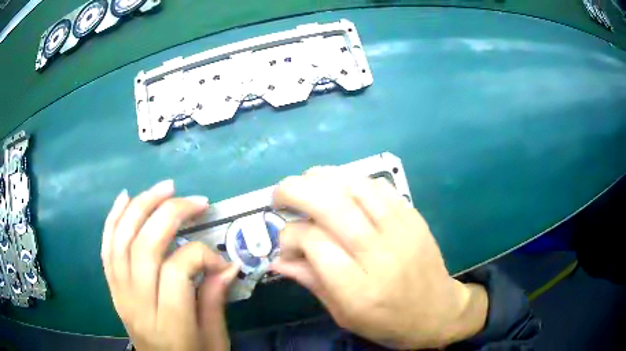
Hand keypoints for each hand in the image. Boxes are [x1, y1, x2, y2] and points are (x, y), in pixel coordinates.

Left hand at [101, 180, 238, 350]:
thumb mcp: (214, 339)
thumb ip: (214, 301)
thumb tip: (227, 264)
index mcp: (169, 325)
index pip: (176, 272)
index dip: (201, 255)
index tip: (221, 260)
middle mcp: (137, 305)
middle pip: (144, 247)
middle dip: (170, 214)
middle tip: (195, 200)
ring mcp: (119, 294)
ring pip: (122, 240)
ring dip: (141, 206)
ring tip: (164, 188)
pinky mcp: (112, 288)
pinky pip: (107, 248)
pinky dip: (113, 219)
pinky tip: (125, 198)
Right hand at [271, 168, 487, 348]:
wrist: (436, 311)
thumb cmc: (387, 321)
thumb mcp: (343, 314)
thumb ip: (310, 281)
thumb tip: (276, 257)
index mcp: (358, 290)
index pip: (315, 243)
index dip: (291, 235)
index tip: (285, 242)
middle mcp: (380, 256)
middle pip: (332, 208)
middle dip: (296, 192)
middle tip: (279, 193)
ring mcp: (401, 232)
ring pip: (356, 189)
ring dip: (323, 178)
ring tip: (305, 181)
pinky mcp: (414, 218)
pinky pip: (380, 188)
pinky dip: (353, 180)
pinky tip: (340, 186)